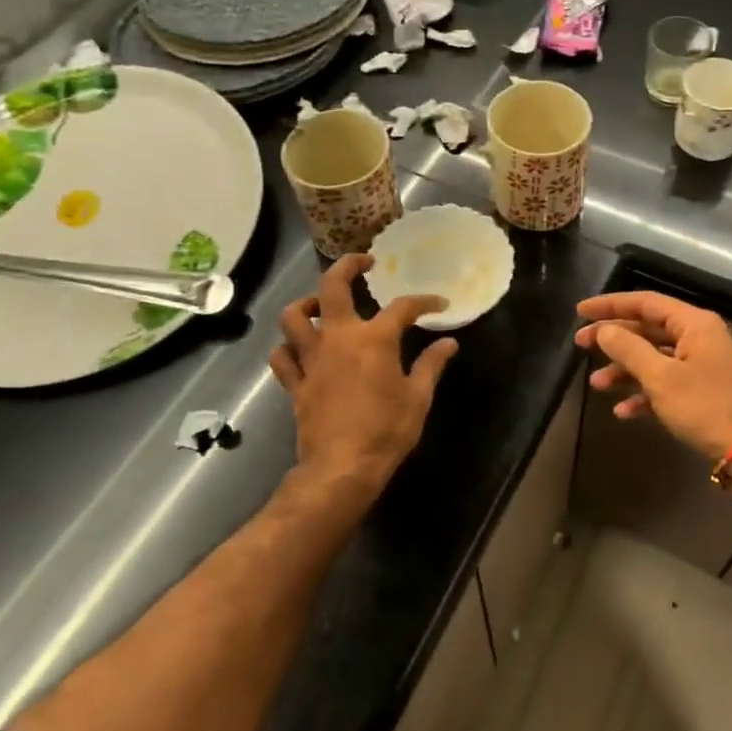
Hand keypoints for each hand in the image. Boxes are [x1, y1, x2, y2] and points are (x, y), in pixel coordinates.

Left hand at [269, 255, 458, 494]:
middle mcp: (338, 338)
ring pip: (294, 316)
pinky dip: (288, 347)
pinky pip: (282, 356)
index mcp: (374, 339)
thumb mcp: (418, 398)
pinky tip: (301, 349)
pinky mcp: (295, 383)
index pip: (403, 307)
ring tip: (322, 306)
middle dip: (347, 266)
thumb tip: (449, 343)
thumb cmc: (387, 431)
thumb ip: (431, 365)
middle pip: (331, 287)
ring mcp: (311, 359)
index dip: (424, 302)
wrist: (342, 468)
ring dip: (306, 303)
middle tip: (362, 263)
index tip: (438, 303)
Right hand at [574, 292, 731, 461]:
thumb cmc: (707, 407)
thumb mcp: (661, 378)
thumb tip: (604, 330)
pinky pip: (666, 384)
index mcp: (693, 324)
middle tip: (580, 345)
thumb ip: (628, 350)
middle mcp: (699, 338)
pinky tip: (623, 411)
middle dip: (614, 339)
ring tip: (596, 385)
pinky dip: (644, 394)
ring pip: (654, 359)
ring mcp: (702, 366)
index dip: (611, 305)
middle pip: (648, 329)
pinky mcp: (703, 393)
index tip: (580, 311)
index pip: (645, 302)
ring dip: (624, 370)